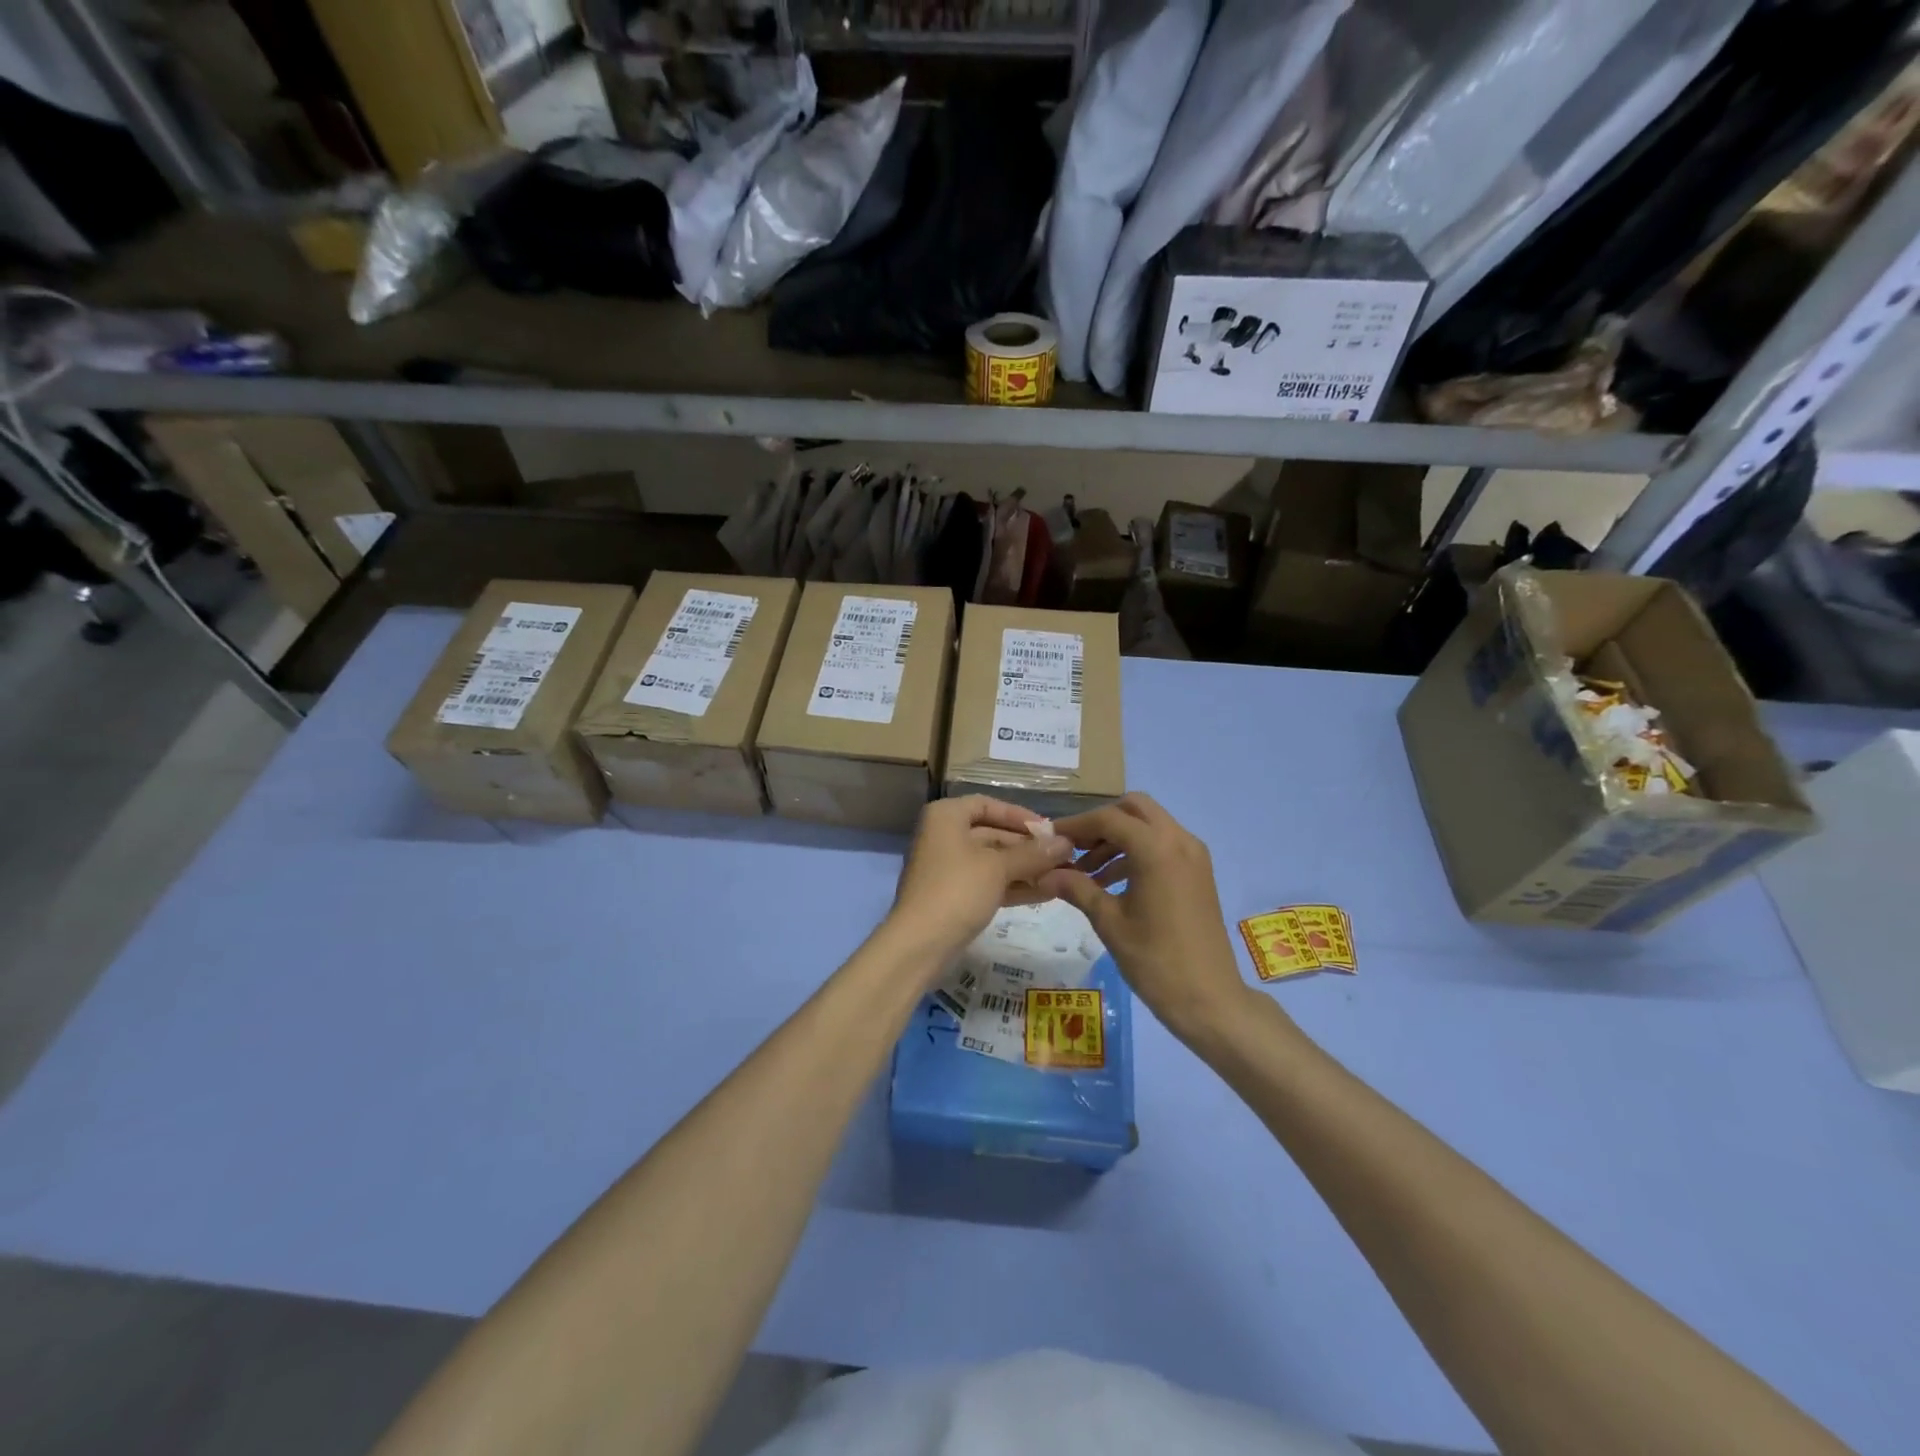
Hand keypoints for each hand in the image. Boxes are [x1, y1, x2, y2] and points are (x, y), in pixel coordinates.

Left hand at [887, 795, 1073, 969]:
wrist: (920, 944)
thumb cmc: (958, 890)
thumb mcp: (999, 867)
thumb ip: (1033, 853)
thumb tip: (1066, 843)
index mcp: (946, 817)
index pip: (988, 805)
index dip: (1019, 815)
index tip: (1049, 830)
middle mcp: (943, 836)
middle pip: (992, 833)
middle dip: (1027, 846)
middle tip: (1063, 856)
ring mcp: (947, 868)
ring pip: (992, 861)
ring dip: (1025, 868)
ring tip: (1062, 875)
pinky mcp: (953, 896)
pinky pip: (988, 882)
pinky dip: (1013, 885)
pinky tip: (1047, 892)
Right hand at [1040, 793, 1252, 1042]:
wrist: (1210, 999)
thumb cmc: (1155, 961)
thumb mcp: (1109, 922)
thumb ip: (1077, 888)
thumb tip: (1045, 873)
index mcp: (1157, 849)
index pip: (1108, 819)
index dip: (1076, 825)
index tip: (1050, 837)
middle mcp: (1180, 841)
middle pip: (1134, 809)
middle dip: (1102, 823)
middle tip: (1075, 848)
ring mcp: (1194, 855)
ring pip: (1150, 825)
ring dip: (1118, 838)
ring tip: (1087, 873)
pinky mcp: (1199, 872)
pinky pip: (1163, 845)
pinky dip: (1137, 852)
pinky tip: (1112, 882)